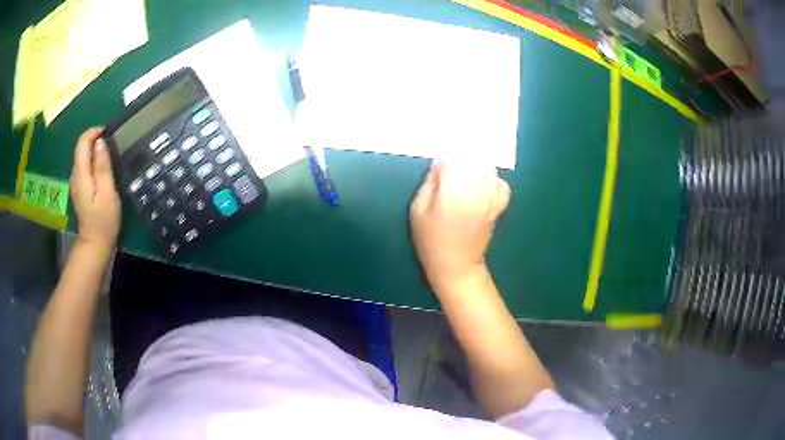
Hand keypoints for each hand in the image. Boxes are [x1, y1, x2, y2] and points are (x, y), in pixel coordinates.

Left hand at [70, 128, 120, 249]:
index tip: (109, 133)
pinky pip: (85, 167)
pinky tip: (103, 169)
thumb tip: (100, 142)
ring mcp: (76, 182)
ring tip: (110, 155)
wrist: (95, 244)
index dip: (94, 132)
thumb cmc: (103, 219)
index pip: (82, 142)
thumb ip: (102, 166)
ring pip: (83, 157)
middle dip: (96, 140)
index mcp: (80, 173)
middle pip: (81, 148)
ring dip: (95, 151)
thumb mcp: (106, 191)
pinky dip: (93, 161)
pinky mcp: (80, 189)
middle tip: (113, 145)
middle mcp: (75, 174)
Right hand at [409, 161, 509, 290]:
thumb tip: (439, 163)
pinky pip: (501, 183)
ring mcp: (491, 198)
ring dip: (476, 164)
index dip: (444, 156)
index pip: (452, 159)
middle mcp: (476, 190)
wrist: (456, 265)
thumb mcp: (417, 210)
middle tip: (450, 164)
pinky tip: (482, 183)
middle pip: (472, 159)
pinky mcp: (498, 206)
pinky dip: (492, 179)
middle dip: (460, 157)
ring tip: (465, 170)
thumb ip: (429, 183)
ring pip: (488, 167)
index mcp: (453, 191)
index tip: (438, 163)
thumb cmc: (430, 240)